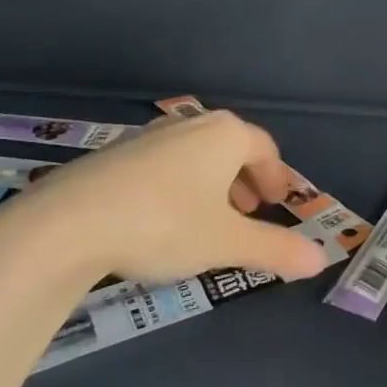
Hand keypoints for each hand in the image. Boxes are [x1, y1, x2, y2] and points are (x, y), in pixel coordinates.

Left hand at [0, 111, 328, 296]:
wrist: (66, 224)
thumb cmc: (164, 224)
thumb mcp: (227, 242)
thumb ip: (276, 249)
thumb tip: (321, 260)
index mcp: (224, 135)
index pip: (264, 148)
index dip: (276, 177)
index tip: (278, 203)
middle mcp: (189, 126)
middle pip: (229, 147)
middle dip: (245, 179)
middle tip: (250, 212)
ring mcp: (147, 137)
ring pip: (194, 156)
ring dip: (211, 183)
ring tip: (209, 218)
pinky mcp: (112, 156)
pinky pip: (162, 165)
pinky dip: (177, 186)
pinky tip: (161, 220)